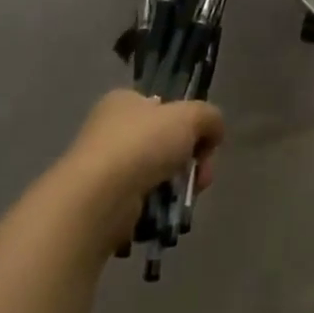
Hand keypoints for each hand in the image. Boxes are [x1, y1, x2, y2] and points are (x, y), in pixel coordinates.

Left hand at [59, 89, 225, 249]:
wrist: (98, 199)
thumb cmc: (142, 144)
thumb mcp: (190, 116)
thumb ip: (210, 117)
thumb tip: (214, 133)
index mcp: (123, 101)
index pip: (163, 106)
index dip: (188, 122)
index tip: (204, 142)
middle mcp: (109, 129)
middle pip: (165, 141)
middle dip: (190, 159)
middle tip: (203, 175)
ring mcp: (103, 167)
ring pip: (156, 173)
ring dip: (177, 185)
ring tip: (186, 197)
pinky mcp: (102, 202)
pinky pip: (141, 201)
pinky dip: (157, 206)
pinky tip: (164, 211)